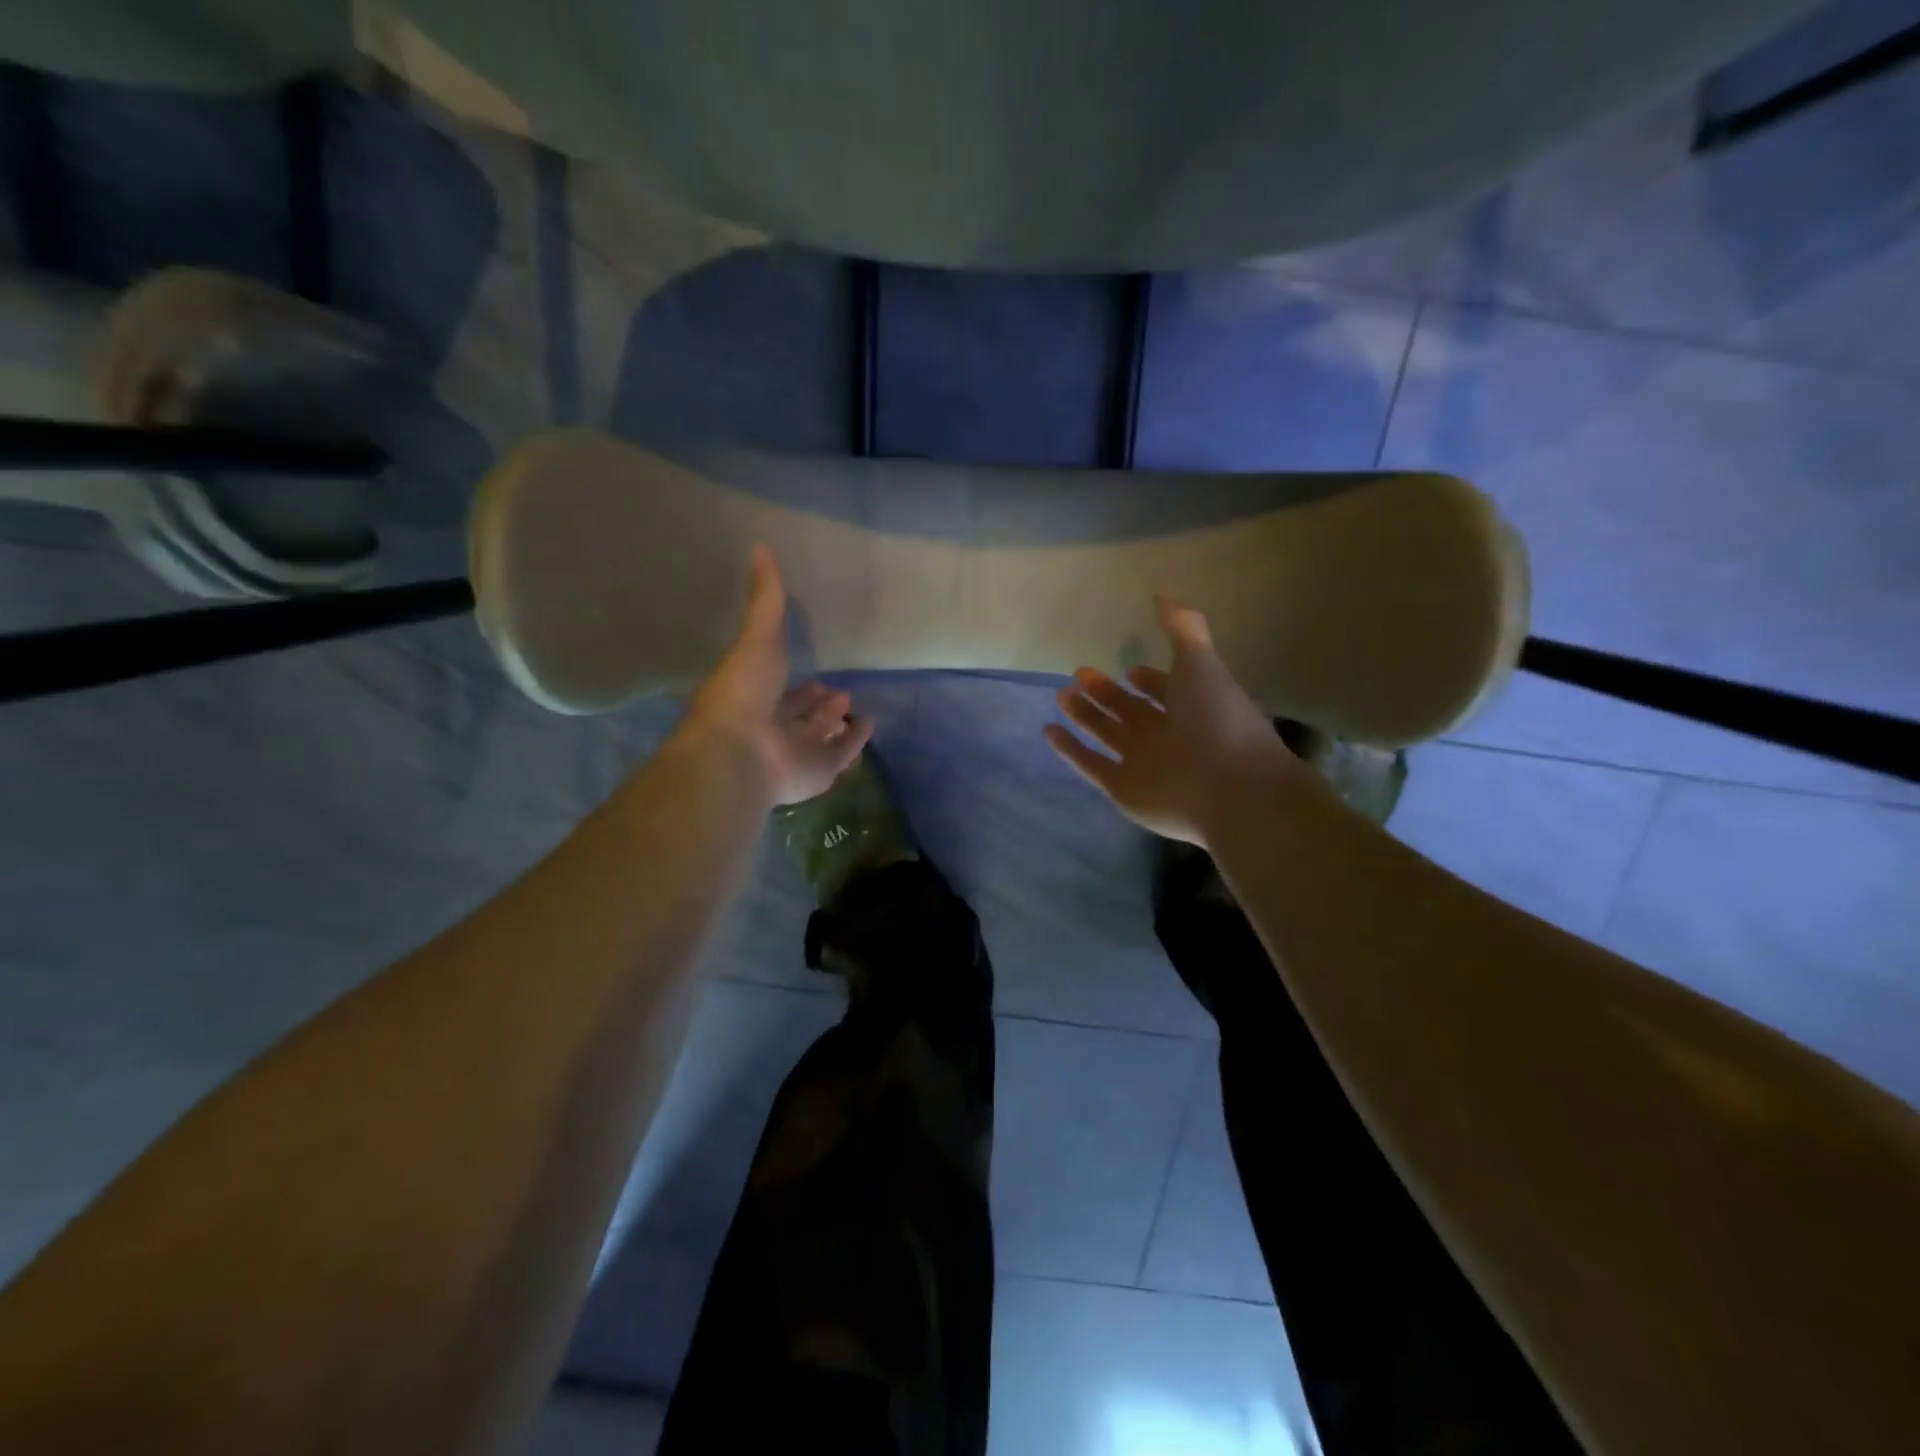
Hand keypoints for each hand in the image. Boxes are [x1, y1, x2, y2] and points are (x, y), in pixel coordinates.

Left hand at [683, 546, 872, 804]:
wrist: (740, 751)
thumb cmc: (744, 692)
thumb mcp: (757, 636)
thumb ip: (765, 598)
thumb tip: (760, 546)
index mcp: (753, 696)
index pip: (776, 685)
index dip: (790, 677)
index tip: (809, 666)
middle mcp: (772, 725)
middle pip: (798, 713)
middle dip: (814, 701)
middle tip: (833, 686)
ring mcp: (795, 752)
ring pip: (818, 735)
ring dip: (833, 721)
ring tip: (850, 702)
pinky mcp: (818, 772)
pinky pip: (841, 755)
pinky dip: (854, 742)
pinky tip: (868, 725)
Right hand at [1045, 595, 1305, 844]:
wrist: (1228, 788)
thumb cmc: (1217, 719)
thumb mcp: (1201, 662)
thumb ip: (1182, 628)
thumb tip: (1161, 596)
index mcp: (1191, 707)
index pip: (1164, 691)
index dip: (1148, 681)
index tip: (1129, 668)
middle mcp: (1166, 735)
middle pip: (1130, 711)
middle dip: (1106, 693)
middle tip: (1079, 673)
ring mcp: (1143, 764)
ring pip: (1107, 734)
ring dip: (1085, 716)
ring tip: (1061, 694)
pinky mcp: (1122, 788)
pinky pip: (1090, 765)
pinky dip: (1070, 750)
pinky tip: (1049, 731)